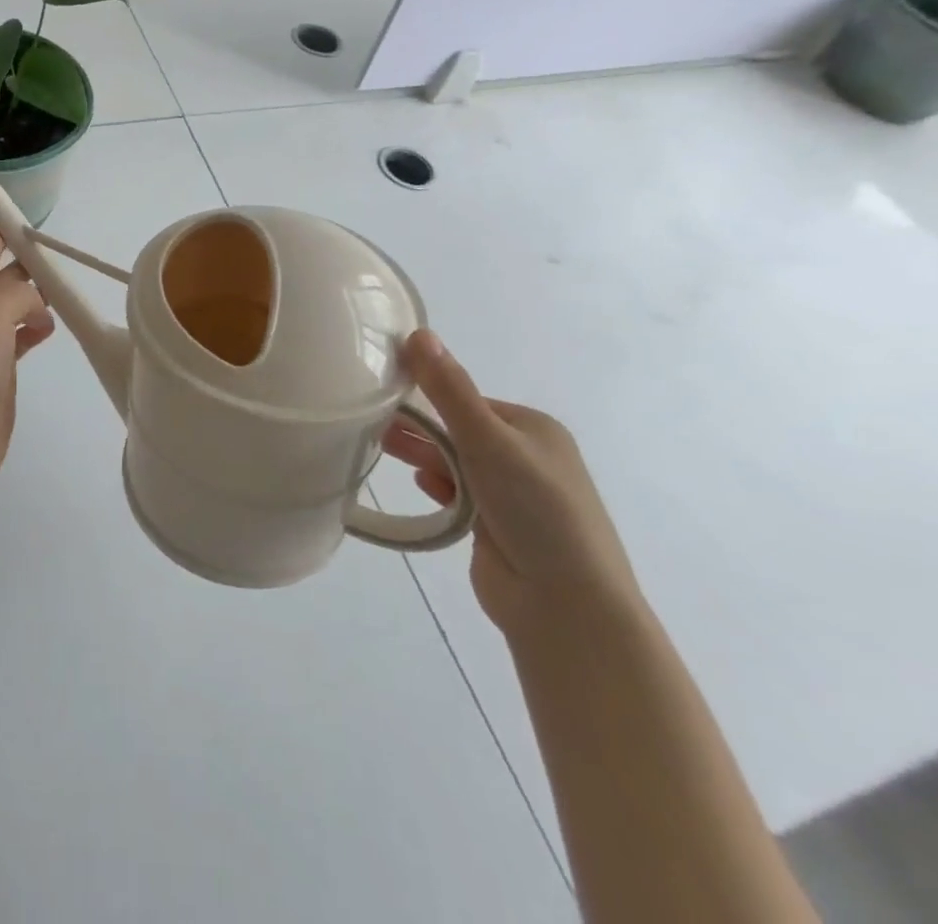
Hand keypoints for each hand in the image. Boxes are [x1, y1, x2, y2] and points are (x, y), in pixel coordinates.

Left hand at [0, 232, 55, 481]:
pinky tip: (50, 330)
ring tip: (62, 298)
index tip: (41, 228)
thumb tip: (37, 304)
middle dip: (31, 268)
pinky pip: (19, 334)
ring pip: (14, 305)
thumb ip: (16, 292)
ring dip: (36, 298)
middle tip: (63, 266)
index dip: (10, 234)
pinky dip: (36, 327)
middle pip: (4, 277)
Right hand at [386, 331, 641, 639]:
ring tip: (379, 447)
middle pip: (460, 431)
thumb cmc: (535, 509)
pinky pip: (458, 495)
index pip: (468, 400)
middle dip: (420, 427)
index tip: (385, 397)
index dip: (428, 397)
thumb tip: (418, 332)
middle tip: (370, 422)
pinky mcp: (497, 527)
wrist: (566, 606)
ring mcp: (513, 495)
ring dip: (425, 455)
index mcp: (534, 429)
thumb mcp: (488, 440)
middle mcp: (527, 457)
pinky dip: (439, 487)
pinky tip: (422, 486)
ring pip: (456, 463)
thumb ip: (449, 389)